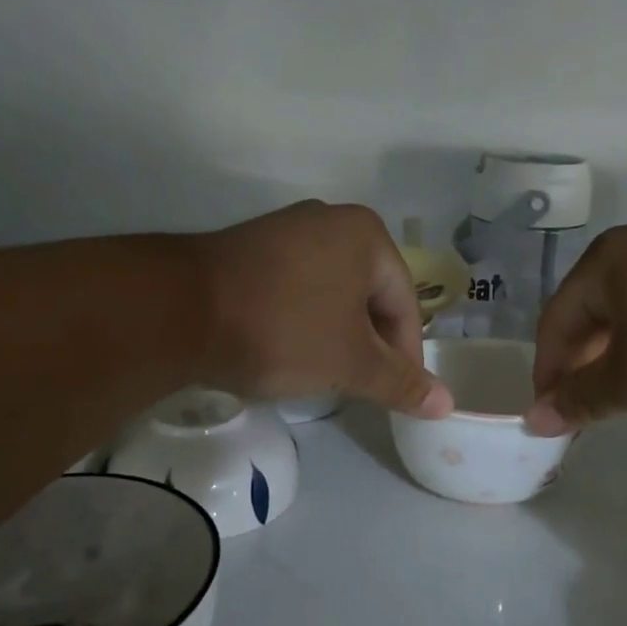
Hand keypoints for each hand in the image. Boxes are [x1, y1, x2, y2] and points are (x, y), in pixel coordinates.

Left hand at [194, 202, 451, 417]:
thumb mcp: (350, 363)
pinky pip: (295, 287)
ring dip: (335, 335)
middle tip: (359, 386)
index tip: (395, 395)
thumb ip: (400, 383)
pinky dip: (301, 320)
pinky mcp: (250, 247)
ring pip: (331, 293)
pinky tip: (286, 348)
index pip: (405, 304)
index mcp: (367, 235)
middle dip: (368, 345)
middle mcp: (330, 220)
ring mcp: (285, 230)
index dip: (406, 356)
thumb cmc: (283, 330)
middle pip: (368, 296)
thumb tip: (447, 405)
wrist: (179, 310)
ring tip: (323, 373)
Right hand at [526, 218, 626, 434]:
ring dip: (618, 351)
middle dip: (584, 361)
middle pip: (591, 309)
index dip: (548, 371)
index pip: (555, 320)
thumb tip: (536, 419)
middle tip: (585, 406)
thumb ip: (581, 399)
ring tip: (625, 391)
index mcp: (605, 261)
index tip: (550, 413)